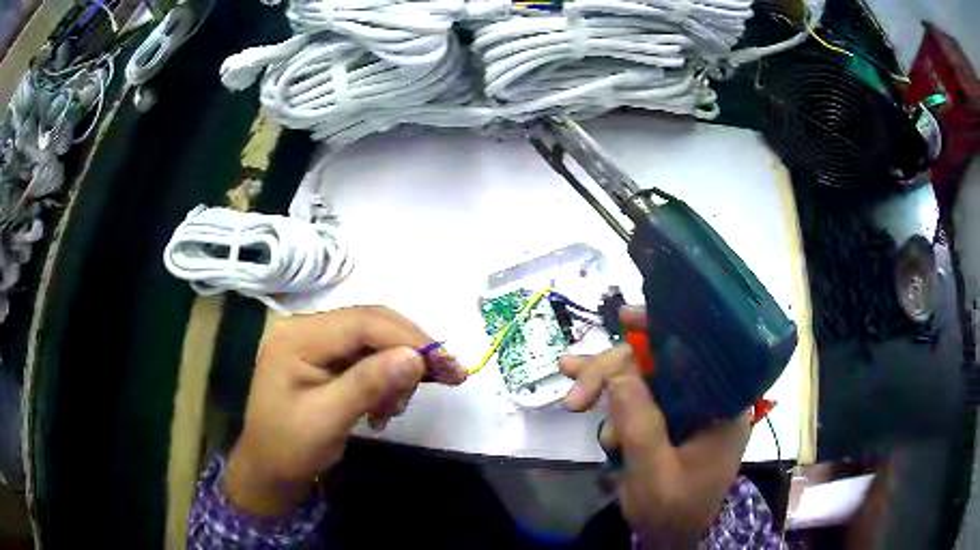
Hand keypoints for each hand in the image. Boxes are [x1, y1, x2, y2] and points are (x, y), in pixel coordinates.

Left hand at [225, 306, 466, 516]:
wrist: (267, 470)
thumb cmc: (289, 448)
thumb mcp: (327, 421)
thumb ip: (367, 385)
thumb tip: (416, 357)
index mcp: (298, 337)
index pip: (363, 323)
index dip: (409, 339)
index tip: (448, 366)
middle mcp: (306, 328)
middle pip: (372, 325)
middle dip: (411, 351)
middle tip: (449, 378)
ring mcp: (315, 342)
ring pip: (374, 341)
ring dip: (397, 370)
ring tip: (394, 410)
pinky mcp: (324, 359)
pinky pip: (366, 358)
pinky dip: (384, 379)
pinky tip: (383, 408)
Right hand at [560, 307, 749, 546]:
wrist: (670, 537)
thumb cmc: (674, 511)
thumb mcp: (655, 474)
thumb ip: (641, 425)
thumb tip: (617, 371)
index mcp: (723, 406)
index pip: (699, 351)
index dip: (664, 327)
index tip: (626, 319)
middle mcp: (708, 398)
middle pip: (661, 363)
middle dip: (615, 372)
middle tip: (574, 395)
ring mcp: (687, 407)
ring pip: (644, 377)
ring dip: (606, 385)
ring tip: (572, 397)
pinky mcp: (668, 417)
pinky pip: (637, 397)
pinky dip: (610, 400)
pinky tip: (586, 407)